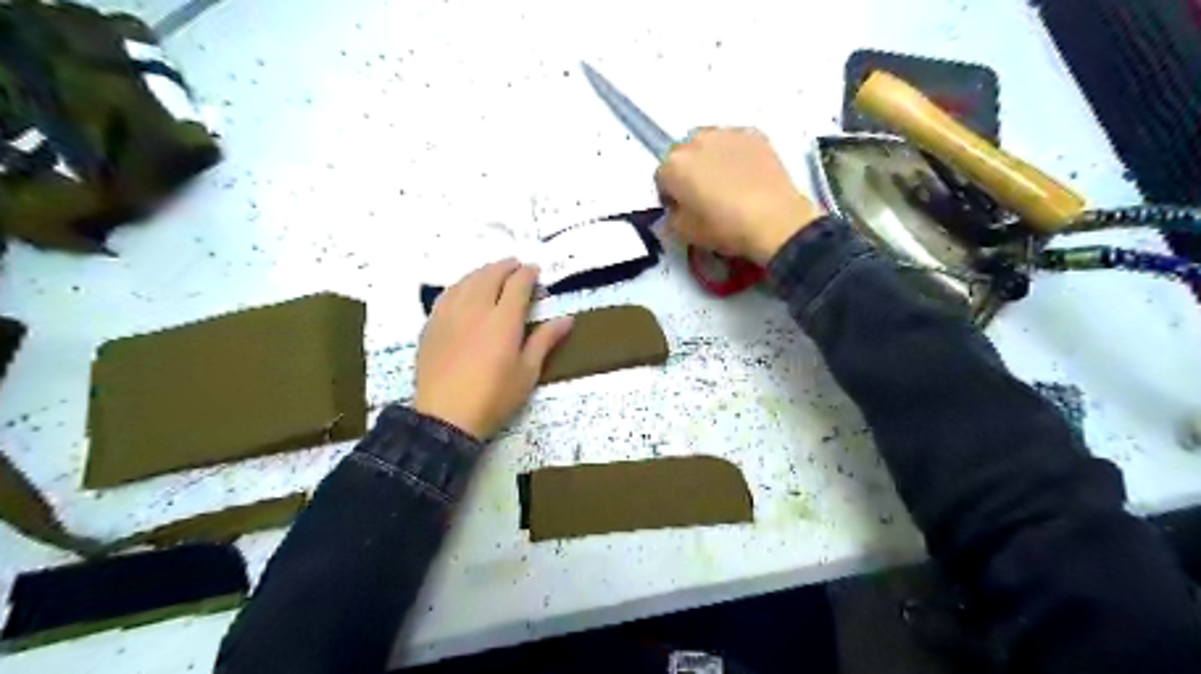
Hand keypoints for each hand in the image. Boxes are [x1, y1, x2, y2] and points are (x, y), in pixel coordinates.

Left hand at [412, 257, 571, 442]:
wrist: (445, 418)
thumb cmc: (494, 397)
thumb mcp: (527, 372)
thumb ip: (545, 340)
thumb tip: (567, 318)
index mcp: (503, 320)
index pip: (517, 284)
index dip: (528, 274)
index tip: (536, 272)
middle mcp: (475, 309)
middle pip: (490, 275)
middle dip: (506, 267)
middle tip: (517, 267)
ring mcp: (449, 314)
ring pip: (467, 280)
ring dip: (483, 272)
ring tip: (493, 274)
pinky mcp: (432, 325)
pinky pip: (448, 294)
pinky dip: (461, 285)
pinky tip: (465, 290)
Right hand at [657, 127, 827, 263]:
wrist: (774, 221)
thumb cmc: (724, 228)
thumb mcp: (685, 233)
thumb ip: (671, 216)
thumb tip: (676, 207)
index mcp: (673, 165)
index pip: (661, 177)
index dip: (670, 195)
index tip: (683, 209)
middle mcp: (696, 141)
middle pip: (683, 155)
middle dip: (688, 172)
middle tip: (704, 195)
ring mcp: (727, 133)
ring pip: (709, 144)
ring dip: (710, 159)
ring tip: (727, 183)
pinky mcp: (753, 134)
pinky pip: (735, 143)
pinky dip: (735, 155)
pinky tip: (746, 176)